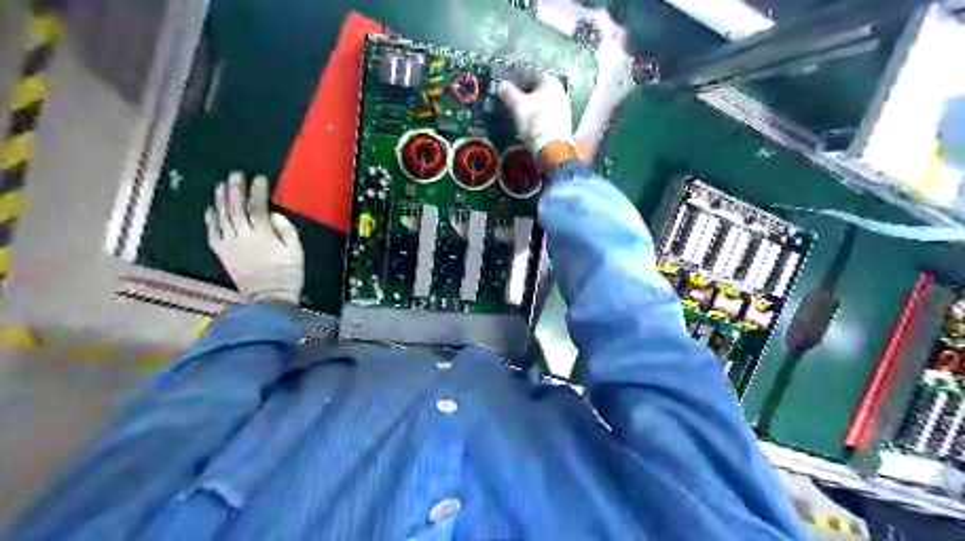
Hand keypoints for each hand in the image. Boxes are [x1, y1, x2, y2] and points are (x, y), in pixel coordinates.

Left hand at [206, 171, 301, 304]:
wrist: (268, 297)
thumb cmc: (287, 273)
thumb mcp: (296, 250)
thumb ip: (286, 230)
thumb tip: (273, 215)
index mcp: (263, 234)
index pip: (258, 206)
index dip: (258, 191)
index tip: (259, 178)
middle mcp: (243, 235)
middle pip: (236, 207)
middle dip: (235, 189)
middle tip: (235, 175)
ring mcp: (229, 244)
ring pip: (222, 217)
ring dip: (220, 199)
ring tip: (221, 186)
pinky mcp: (222, 253)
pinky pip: (213, 233)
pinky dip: (210, 220)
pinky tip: (210, 209)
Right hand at [497, 75, 571, 159]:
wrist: (552, 148)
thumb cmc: (534, 121)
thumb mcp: (517, 105)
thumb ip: (508, 93)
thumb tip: (501, 85)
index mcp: (550, 81)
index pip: (531, 75)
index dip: (518, 82)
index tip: (509, 91)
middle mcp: (560, 90)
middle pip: (539, 90)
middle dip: (526, 95)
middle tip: (513, 103)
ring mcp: (564, 106)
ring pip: (544, 102)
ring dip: (533, 107)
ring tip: (521, 115)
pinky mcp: (564, 121)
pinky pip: (548, 114)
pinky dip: (539, 116)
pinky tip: (531, 125)